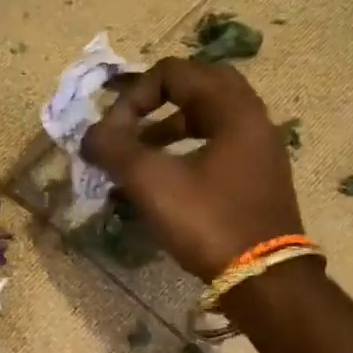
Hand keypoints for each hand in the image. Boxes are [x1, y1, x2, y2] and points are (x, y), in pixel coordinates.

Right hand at [82, 58, 303, 279]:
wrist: (264, 279)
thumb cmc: (209, 222)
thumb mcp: (153, 183)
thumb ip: (116, 150)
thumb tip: (89, 135)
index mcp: (234, 108)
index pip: (175, 73)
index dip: (134, 95)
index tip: (113, 132)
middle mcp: (253, 119)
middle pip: (199, 86)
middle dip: (157, 101)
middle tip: (131, 122)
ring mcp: (260, 150)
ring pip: (210, 119)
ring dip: (170, 127)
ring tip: (139, 154)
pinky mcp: (258, 179)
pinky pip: (219, 146)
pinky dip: (188, 151)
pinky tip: (165, 180)